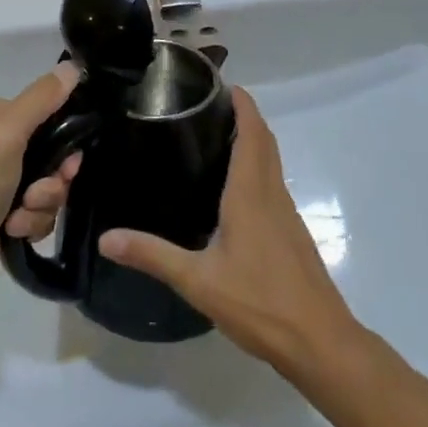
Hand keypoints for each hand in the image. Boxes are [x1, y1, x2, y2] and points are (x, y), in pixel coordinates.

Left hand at [0, 62, 83, 297]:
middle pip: (55, 155)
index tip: (68, 163)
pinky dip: (31, 223)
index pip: (51, 113)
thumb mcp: (9, 131)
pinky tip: (13, 230)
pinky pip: (40, 211)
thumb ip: (42, 98)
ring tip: (19, 216)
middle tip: (38, 193)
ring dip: (42, 205)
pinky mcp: (6, 211)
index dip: (67, 139)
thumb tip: (74, 66)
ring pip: (51, 186)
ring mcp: (4, 178)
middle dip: (53, 181)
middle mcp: (1, 141)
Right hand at [99, 88, 355, 372]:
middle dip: (245, 115)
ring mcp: (286, 213)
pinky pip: (273, 183)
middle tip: (209, 104)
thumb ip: (153, 256)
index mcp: (251, 192)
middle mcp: (272, 193)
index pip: (252, 132)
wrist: (320, 343)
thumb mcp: (198, 281)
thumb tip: (106, 238)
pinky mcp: (292, 233)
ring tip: (216, 136)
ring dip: (252, 140)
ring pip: (271, 161)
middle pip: (264, 140)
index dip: (242, 103)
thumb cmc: (260, 302)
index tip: (221, 83)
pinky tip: (233, 188)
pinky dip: (257, 166)